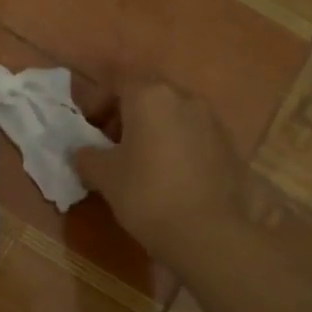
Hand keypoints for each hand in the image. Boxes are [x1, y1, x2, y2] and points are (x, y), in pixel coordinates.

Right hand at [74, 75, 255, 274]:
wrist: (208, 233)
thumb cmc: (147, 195)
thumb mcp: (105, 176)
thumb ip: (87, 157)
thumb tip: (81, 152)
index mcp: (150, 96)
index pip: (118, 78)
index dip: (98, 98)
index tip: (88, 125)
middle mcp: (185, 98)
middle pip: (148, 94)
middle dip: (127, 113)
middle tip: (111, 142)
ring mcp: (212, 121)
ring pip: (173, 114)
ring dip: (154, 128)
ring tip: (140, 161)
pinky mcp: (229, 146)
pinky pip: (193, 135)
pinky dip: (176, 145)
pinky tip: (169, 175)